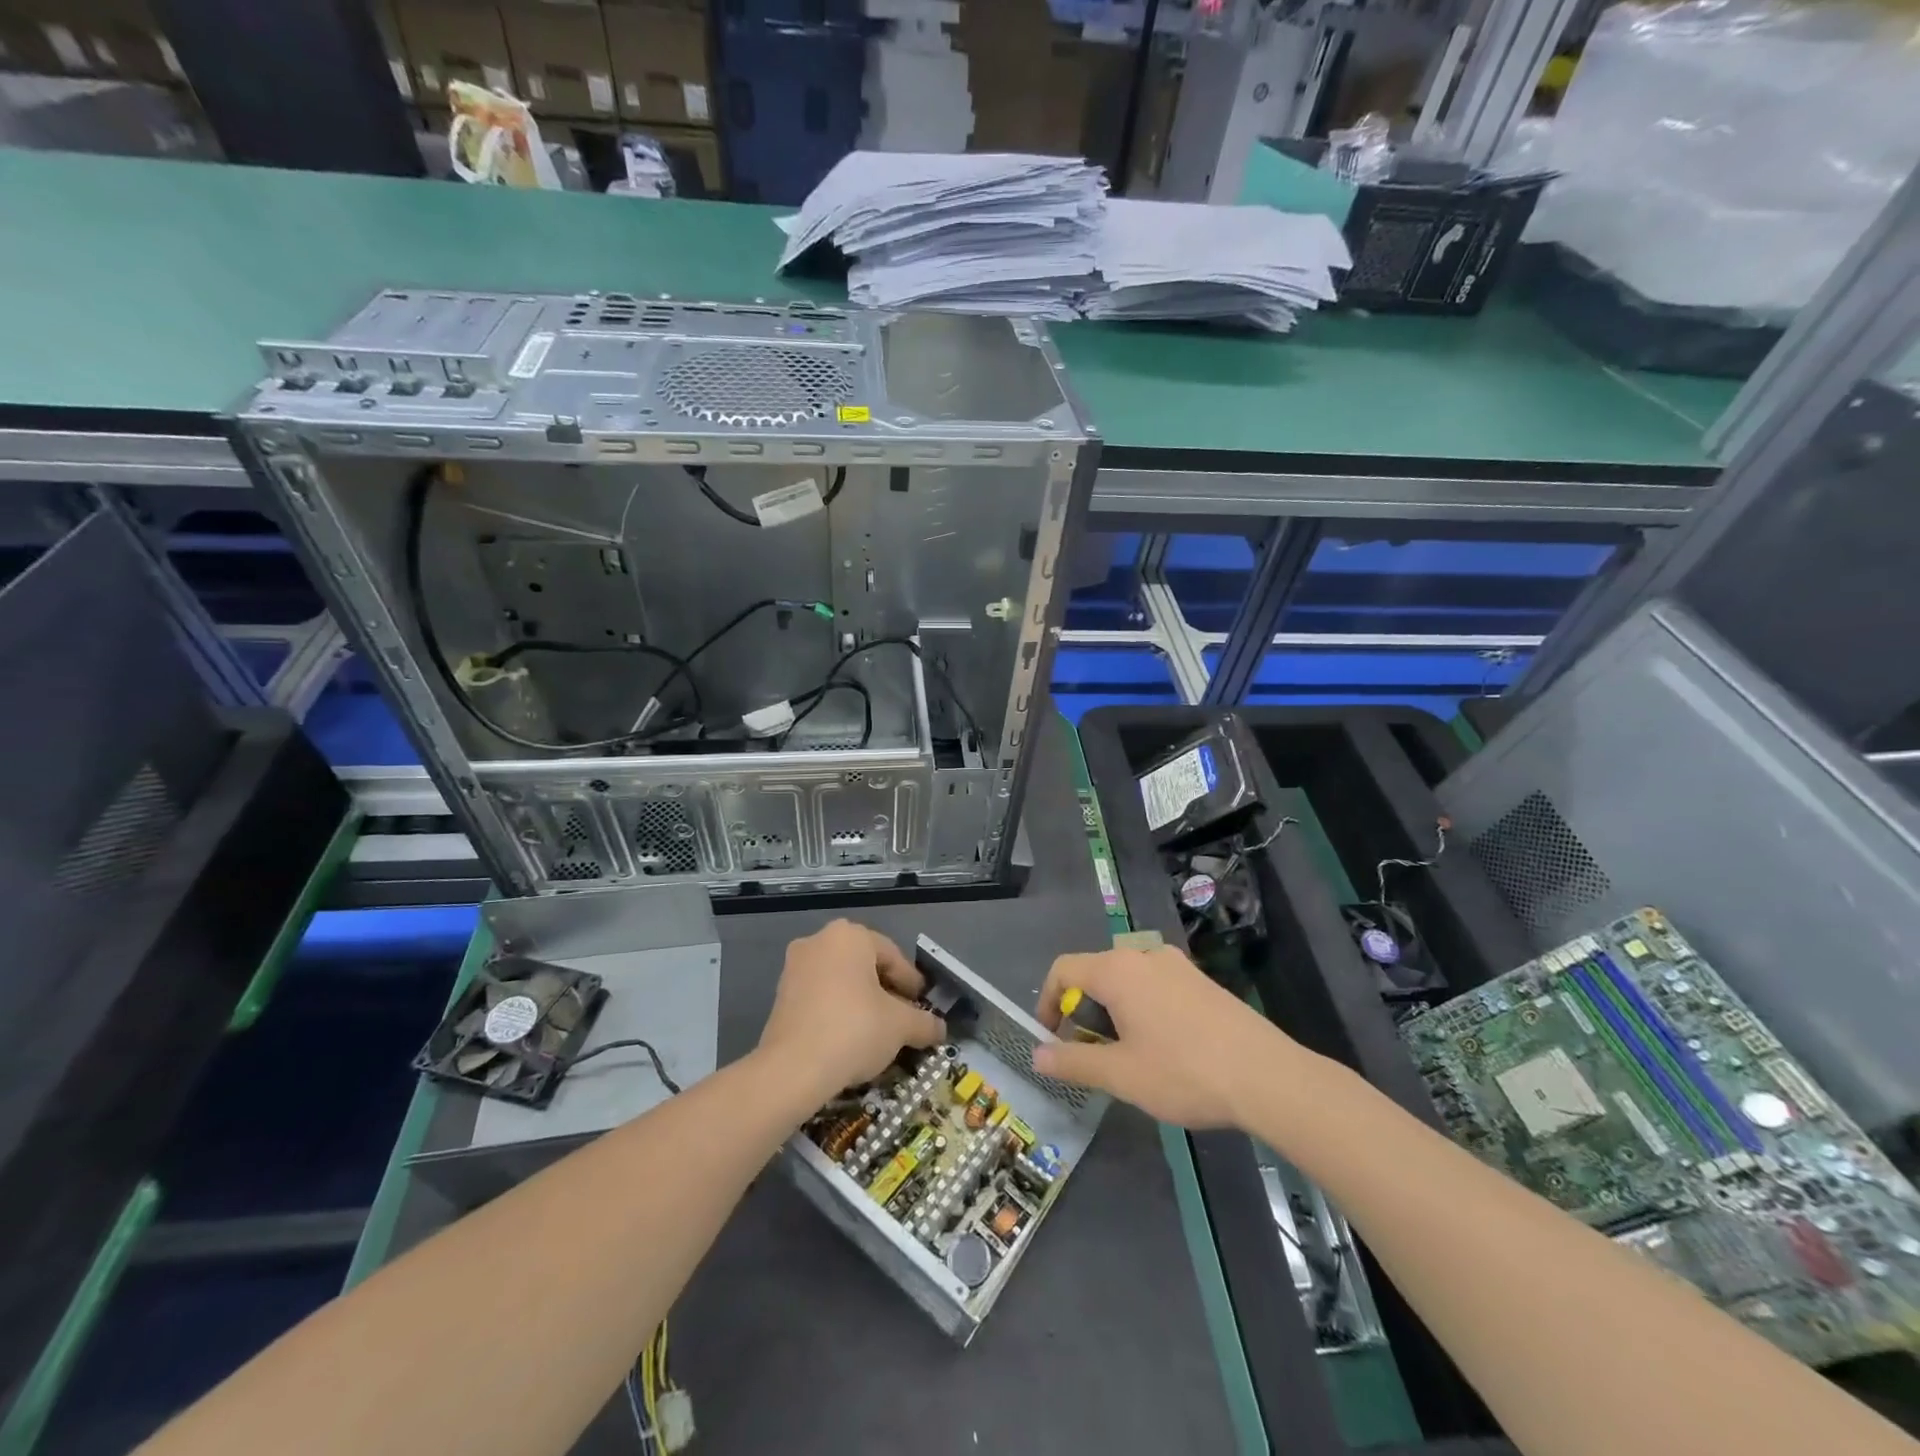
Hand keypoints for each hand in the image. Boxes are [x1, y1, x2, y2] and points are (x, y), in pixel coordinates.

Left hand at [759, 920, 945, 1098]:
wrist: (792, 1068)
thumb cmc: (854, 1029)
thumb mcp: (900, 1026)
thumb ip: (924, 1023)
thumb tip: (940, 1029)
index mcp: (850, 935)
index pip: (893, 956)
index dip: (912, 984)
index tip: (923, 1008)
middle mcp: (819, 941)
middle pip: (866, 965)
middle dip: (886, 992)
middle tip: (903, 1018)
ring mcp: (795, 967)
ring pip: (842, 981)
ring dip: (862, 1002)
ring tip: (878, 1032)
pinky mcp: (780, 995)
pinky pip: (821, 996)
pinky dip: (838, 1011)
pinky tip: (850, 1038)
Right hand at [1032, 942, 1297, 1128]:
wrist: (1267, 1076)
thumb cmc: (1184, 1072)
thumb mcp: (1121, 1075)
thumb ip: (1073, 1062)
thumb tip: (1037, 1055)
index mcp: (1117, 970)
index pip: (1063, 970)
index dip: (1047, 1002)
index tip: (1052, 1040)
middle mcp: (1144, 955)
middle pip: (1095, 973)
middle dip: (1082, 1012)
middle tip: (1091, 1055)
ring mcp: (1177, 965)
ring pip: (1126, 980)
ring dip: (1113, 1013)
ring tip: (1127, 1056)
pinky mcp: (1201, 980)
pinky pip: (1155, 986)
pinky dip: (1141, 1009)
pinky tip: (1163, 1049)